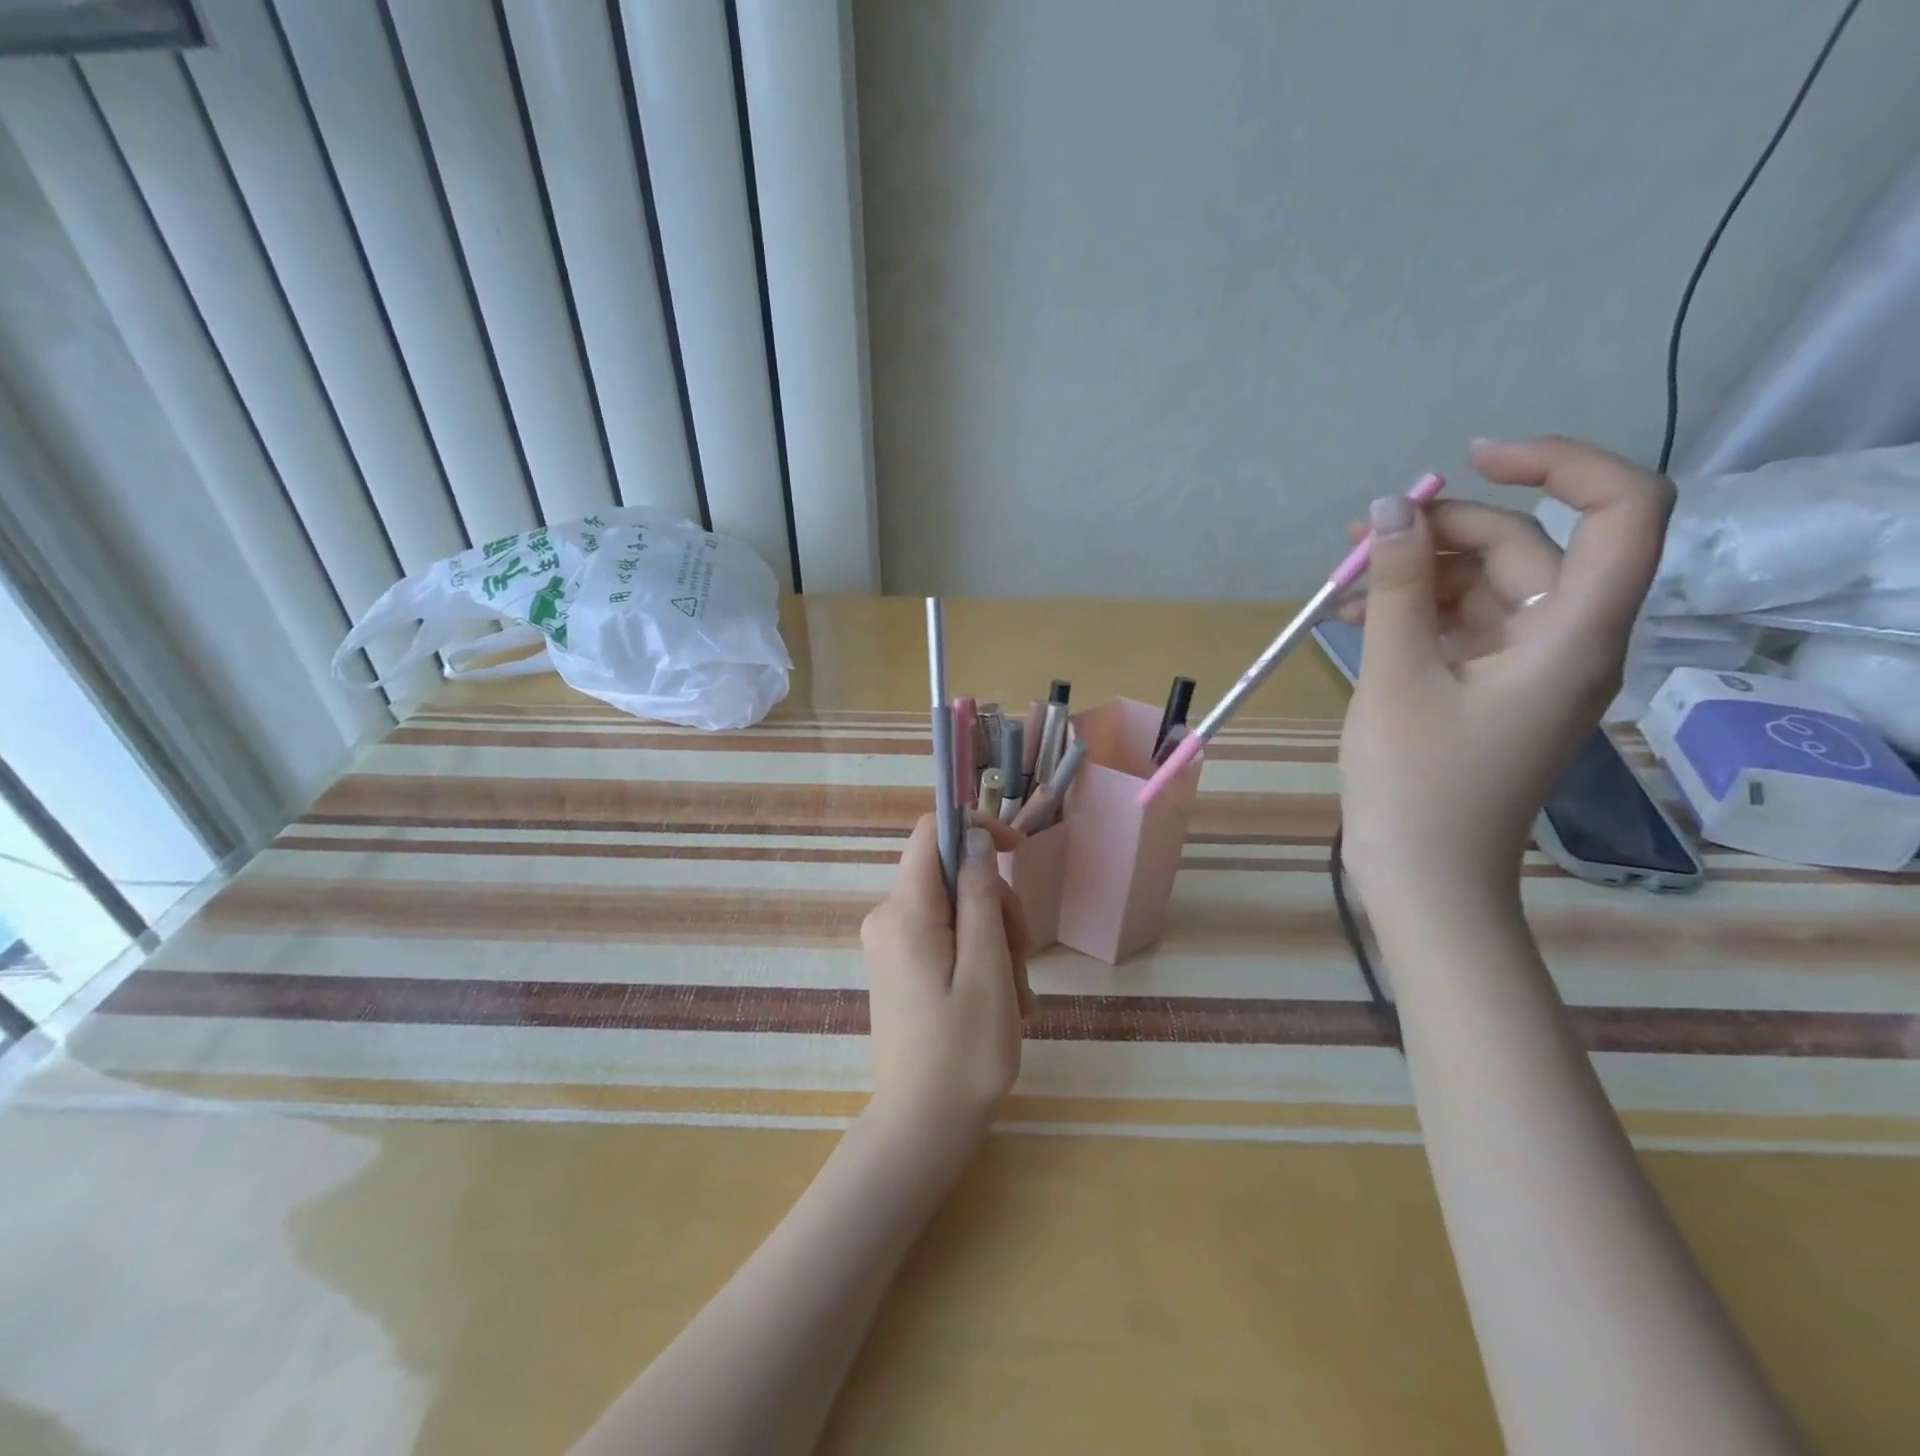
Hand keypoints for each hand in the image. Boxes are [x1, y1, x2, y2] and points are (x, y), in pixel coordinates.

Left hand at [860, 813, 1031, 1153]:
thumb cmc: (963, 1055)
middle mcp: (887, 917)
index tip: (1017, 852)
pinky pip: (944, 936)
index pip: (932, 832)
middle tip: (1023, 961)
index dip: (976, 828)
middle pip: (951, 874)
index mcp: (905, 912)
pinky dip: (977, 956)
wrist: (921, 1130)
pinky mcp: (898, 964)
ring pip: (954, 908)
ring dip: (994, 939)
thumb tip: (975, 840)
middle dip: (995, 905)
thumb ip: (980, 897)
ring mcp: (890, 942)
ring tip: (1013, 996)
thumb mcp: (987, 970)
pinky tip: (997, 1000)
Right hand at [1336, 437, 1673, 907]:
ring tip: (1344, 586)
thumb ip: (1400, 588)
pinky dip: (1416, 614)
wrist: (1425, 878)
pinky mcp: (1495, 690)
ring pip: (1488, 588)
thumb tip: (1389, 508)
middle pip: (1528, 549)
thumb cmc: (1417, 785)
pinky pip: (1464, 627)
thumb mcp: (1398, 677)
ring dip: (1419, 575)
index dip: (1560, 464)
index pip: (1622, 510)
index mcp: (1576, 635)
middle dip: (1444, 533)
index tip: (1472, 460)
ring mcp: (1532, 668)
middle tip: (1361, 540)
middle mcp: (1571, 641)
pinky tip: (1357, 620)